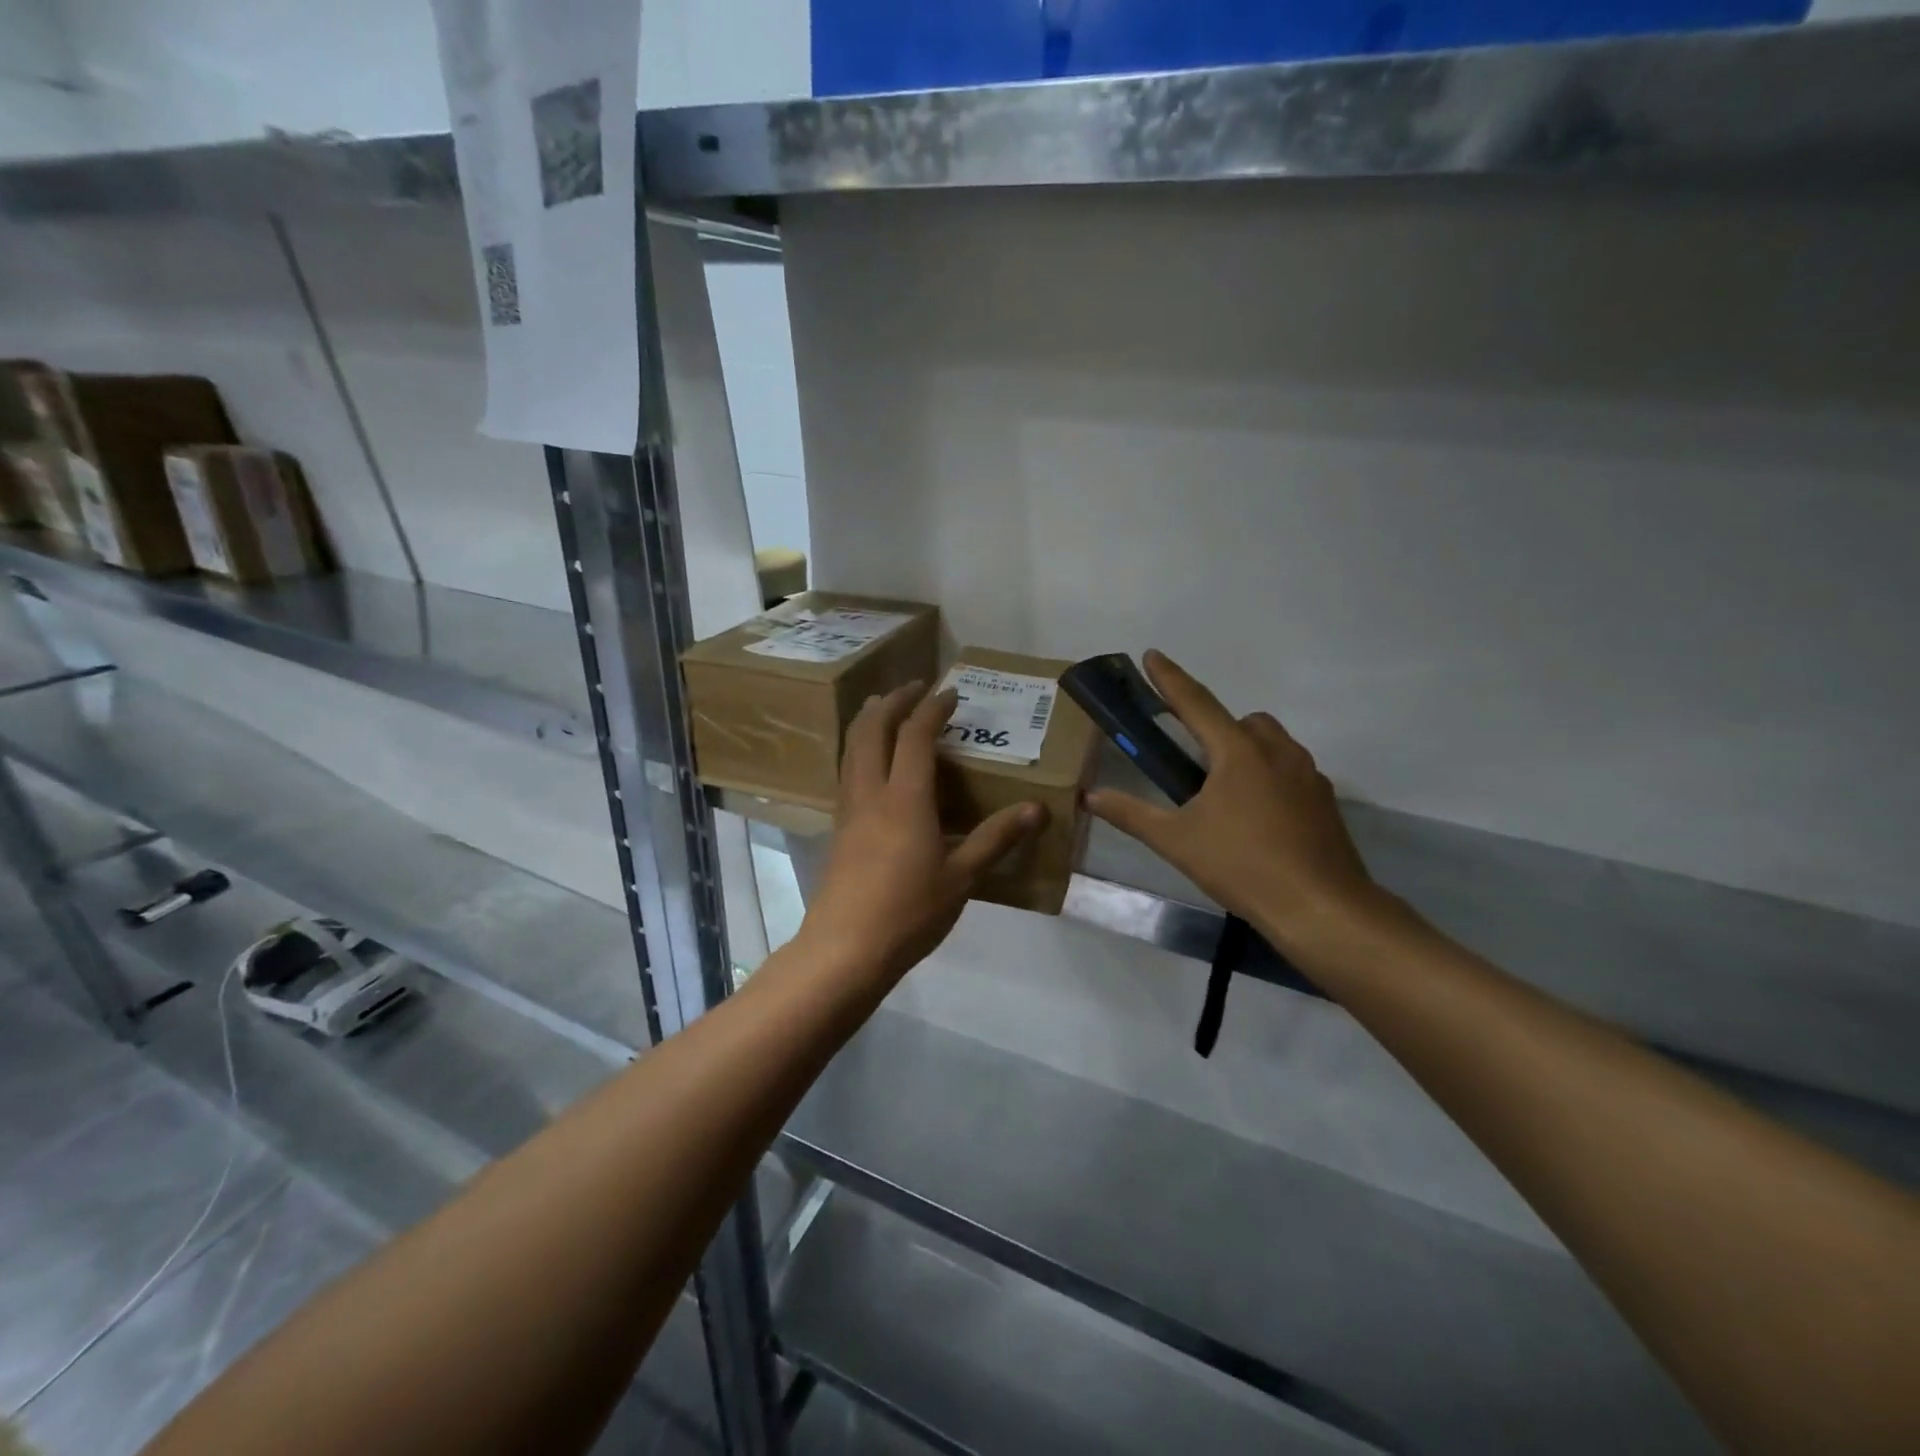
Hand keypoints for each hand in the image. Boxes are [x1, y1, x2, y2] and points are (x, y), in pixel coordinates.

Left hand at [797, 682, 1046, 985]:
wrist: (845, 949)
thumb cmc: (909, 912)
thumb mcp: (962, 877)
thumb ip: (996, 839)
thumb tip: (1036, 809)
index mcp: (905, 798)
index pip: (916, 735)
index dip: (933, 708)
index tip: (951, 694)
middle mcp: (871, 792)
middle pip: (872, 729)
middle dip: (892, 701)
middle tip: (913, 687)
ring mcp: (849, 809)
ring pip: (852, 748)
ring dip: (868, 720)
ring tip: (884, 709)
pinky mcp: (838, 828)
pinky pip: (847, 771)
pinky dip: (860, 749)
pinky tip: (871, 764)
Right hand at [1086, 651, 1386, 956]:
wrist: (1321, 908)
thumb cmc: (1242, 866)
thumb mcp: (1177, 841)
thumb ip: (1131, 814)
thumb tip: (1091, 797)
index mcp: (1238, 752)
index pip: (1196, 703)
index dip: (1170, 679)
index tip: (1152, 655)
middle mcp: (1277, 752)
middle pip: (1243, 721)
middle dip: (1217, 727)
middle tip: (1194, 759)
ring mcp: (1308, 775)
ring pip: (1272, 744)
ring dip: (1246, 751)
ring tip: (1223, 792)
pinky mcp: (1324, 801)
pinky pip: (1291, 771)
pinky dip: (1270, 778)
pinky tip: (1257, 817)